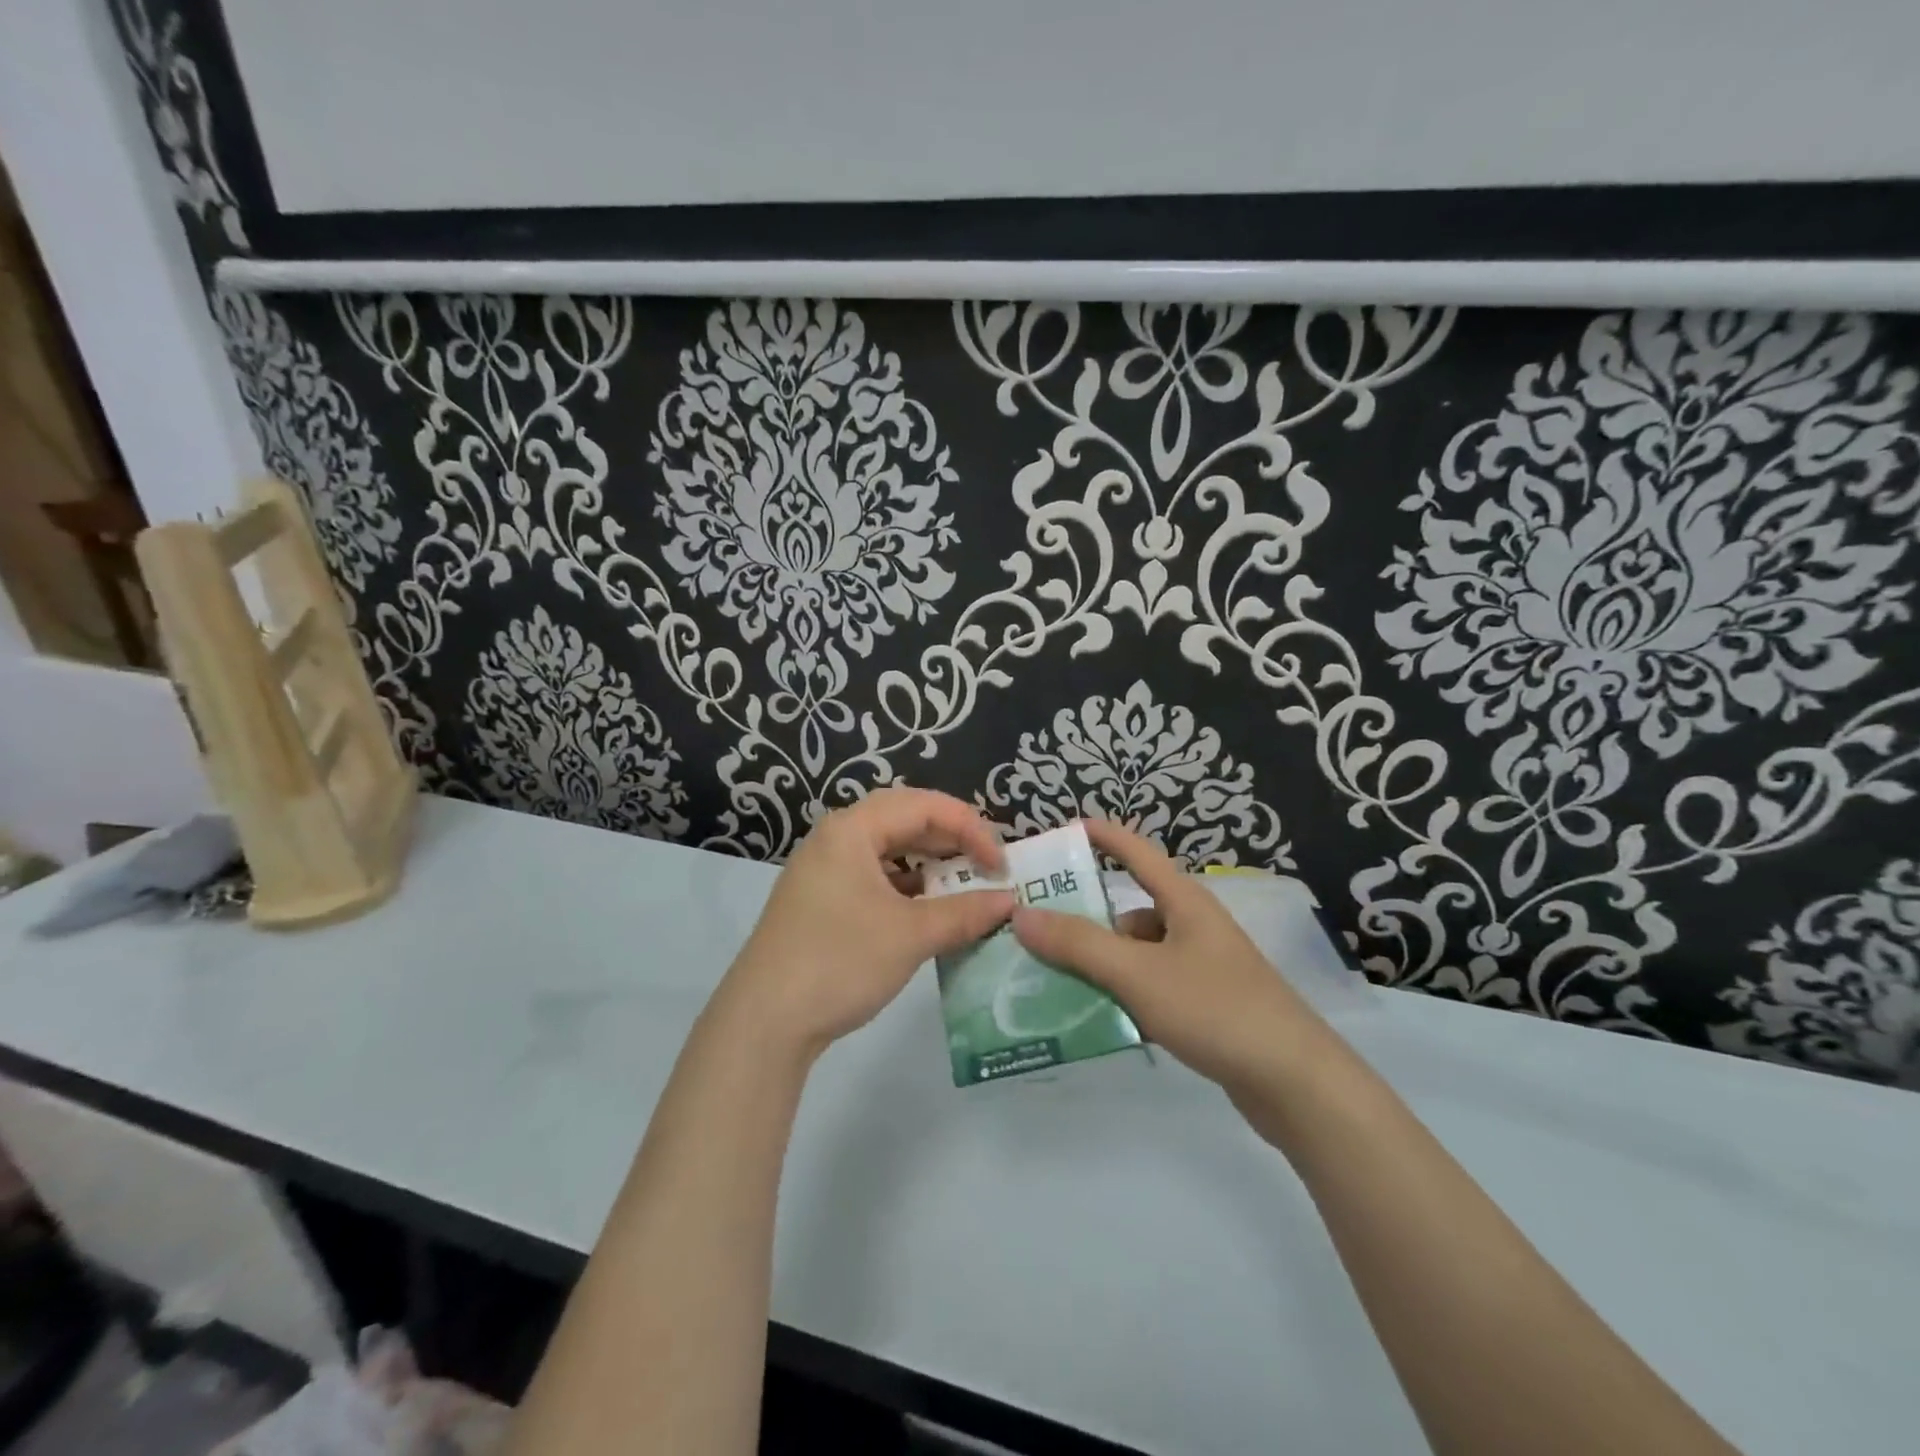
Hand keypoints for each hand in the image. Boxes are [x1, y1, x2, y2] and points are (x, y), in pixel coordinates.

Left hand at [718, 787, 1014, 1056]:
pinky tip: (924, 911)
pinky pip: (872, 877)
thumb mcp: (911, 935)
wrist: (763, 1022)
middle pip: (904, 820)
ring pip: (887, 850)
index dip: (970, 828)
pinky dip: (905, 888)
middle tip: (984, 867)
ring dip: (928, 864)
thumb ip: (965, 913)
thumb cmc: (840, 963)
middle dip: (950, 840)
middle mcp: (834, 839)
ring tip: (960, 887)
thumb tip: (1009, 900)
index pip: (924, 806)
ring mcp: (822, 870)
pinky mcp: (819, 901)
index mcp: (852, 829)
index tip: (1000, 865)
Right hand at [1011, 820, 1333, 1107]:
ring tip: (1052, 982)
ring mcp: (1202, 969)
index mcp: (1184, 903)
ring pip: (1137, 955)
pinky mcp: (1206, 1007)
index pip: (1137, 852)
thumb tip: (1022, 914)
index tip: (1064, 829)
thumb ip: (1079, 944)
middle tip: (1035, 931)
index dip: (1103, 836)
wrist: (1296, 1084)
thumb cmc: (1216, 1009)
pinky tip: (1096, 1019)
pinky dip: (1123, 996)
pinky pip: (1150, 988)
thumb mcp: (1138, 973)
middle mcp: (1193, 927)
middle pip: (1129, 912)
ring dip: (1100, 965)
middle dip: (1084, 920)